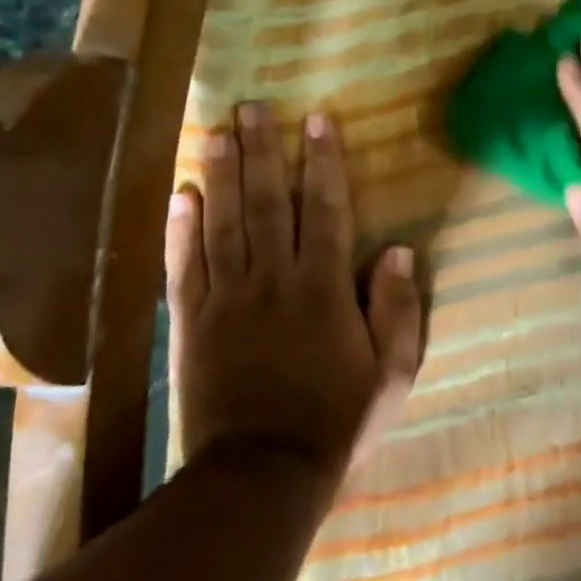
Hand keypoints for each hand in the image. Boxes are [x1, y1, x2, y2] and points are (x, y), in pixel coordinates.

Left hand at [167, 102, 422, 478]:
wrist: (263, 473)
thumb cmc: (338, 421)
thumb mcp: (392, 372)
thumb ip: (398, 309)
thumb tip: (398, 250)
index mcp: (324, 290)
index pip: (326, 211)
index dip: (324, 163)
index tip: (317, 121)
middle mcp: (273, 281)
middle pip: (268, 203)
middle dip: (263, 151)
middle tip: (251, 107)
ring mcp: (227, 300)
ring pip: (224, 224)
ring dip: (222, 174)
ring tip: (217, 132)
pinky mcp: (191, 324)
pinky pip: (184, 267)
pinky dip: (181, 229)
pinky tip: (181, 195)